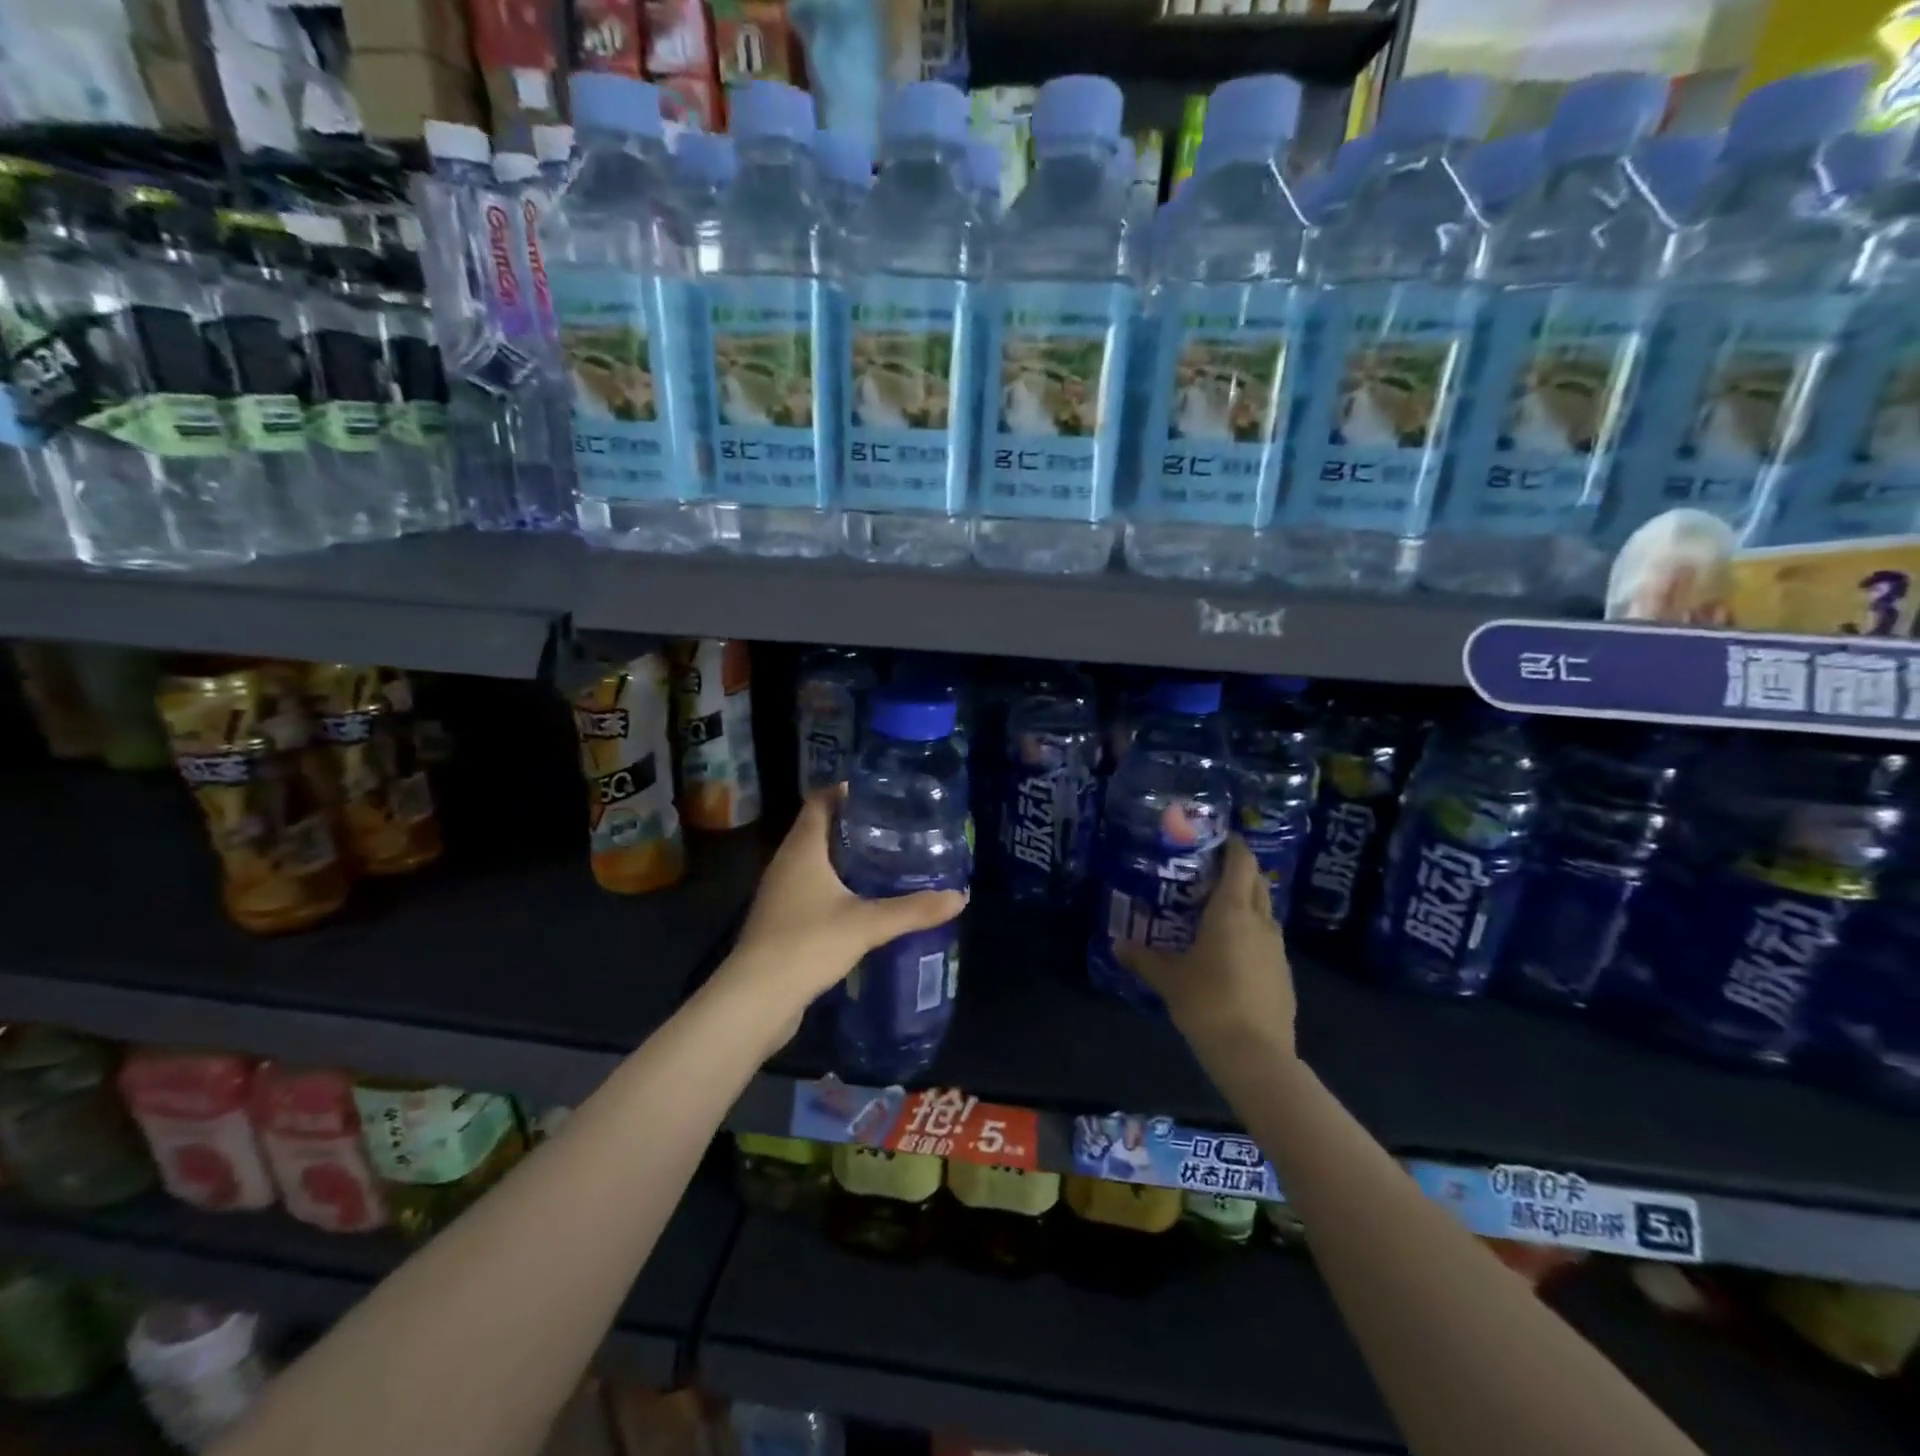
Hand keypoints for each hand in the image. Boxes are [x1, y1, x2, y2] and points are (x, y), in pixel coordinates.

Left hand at [724, 788, 967, 1018]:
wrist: (757, 999)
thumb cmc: (808, 943)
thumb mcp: (868, 924)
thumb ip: (913, 909)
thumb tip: (960, 897)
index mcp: (802, 848)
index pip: (820, 801)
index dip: (846, 791)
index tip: (881, 793)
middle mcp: (786, 863)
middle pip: (819, 830)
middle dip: (854, 826)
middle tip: (895, 827)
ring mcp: (780, 893)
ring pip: (815, 862)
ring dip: (846, 859)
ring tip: (887, 861)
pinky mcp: (782, 921)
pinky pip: (812, 890)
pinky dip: (837, 888)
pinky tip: (864, 902)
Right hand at [1117, 835, 1296, 1061]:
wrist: (1255, 1055)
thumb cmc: (1208, 1003)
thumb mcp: (1168, 979)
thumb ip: (1142, 958)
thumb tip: (1116, 945)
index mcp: (1231, 912)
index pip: (1241, 862)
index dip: (1233, 845)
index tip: (1216, 838)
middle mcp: (1260, 921)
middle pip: (1256, 881)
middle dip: (1238, 870)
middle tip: (1208, 872)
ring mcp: (1277, 948)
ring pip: (1264, 910)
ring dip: (1245, 902)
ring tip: (1216, 910)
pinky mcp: (1284, 972)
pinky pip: (1267, 938)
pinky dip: (1251, 932)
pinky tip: (1231, 951)